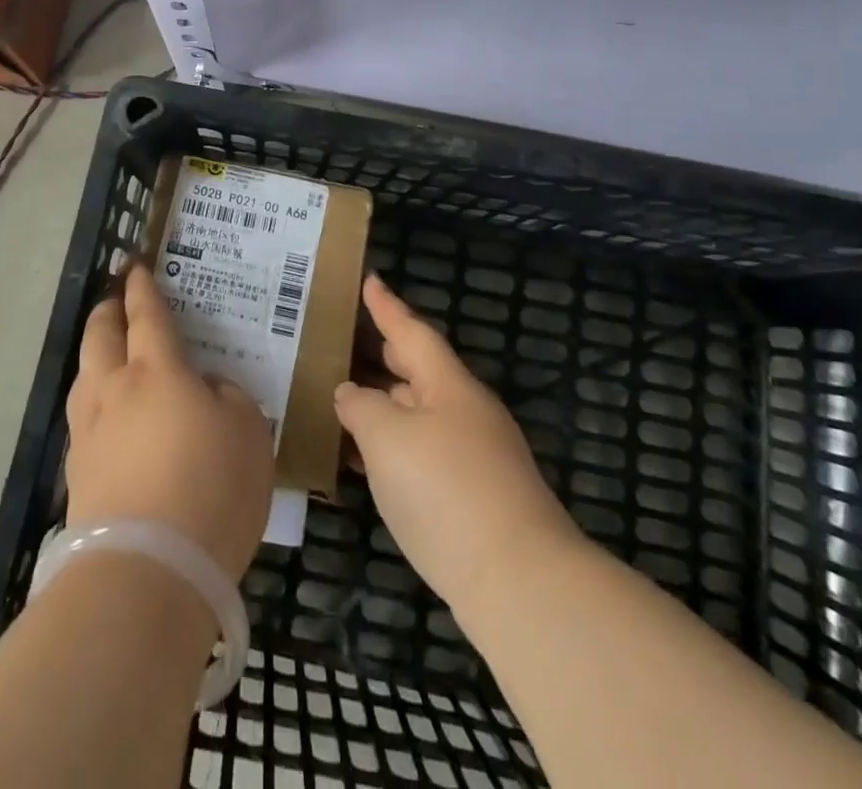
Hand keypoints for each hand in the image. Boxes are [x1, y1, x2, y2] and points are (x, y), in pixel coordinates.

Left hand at [65, 266, 275, 581]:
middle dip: (107, 310)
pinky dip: (95, 401)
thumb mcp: (249, 432)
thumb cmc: (209, 488)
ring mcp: (89, 432)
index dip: (142, 287)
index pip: (147, 315)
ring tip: (106, 351)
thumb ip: (228, 396)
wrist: (146, 573)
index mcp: (157, 371)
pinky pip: (84, 418)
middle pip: (100, 335)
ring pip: (84, 375)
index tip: (134, 266)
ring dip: (94, 353)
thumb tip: (205, 389)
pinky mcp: (77, 474)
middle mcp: (114, 390)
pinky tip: (108, 417)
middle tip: (115, 297)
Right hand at [334, 276, 578, 610]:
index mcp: (448, 385)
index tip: (370, 280)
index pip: (410, 331)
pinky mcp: (475, 497)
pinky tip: (366, 464)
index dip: (386, 306)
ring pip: (419, 414)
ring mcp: (475, 456)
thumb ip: (361, 406)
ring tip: (343, 400)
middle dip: (383, 355)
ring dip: (384, 405)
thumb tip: (351, 393)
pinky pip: (424, 452)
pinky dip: (393, 447)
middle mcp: (465, 411)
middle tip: (347, 340)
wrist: (518, 582)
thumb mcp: (386, 438)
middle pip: (418, 370)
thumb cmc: (445, 490)